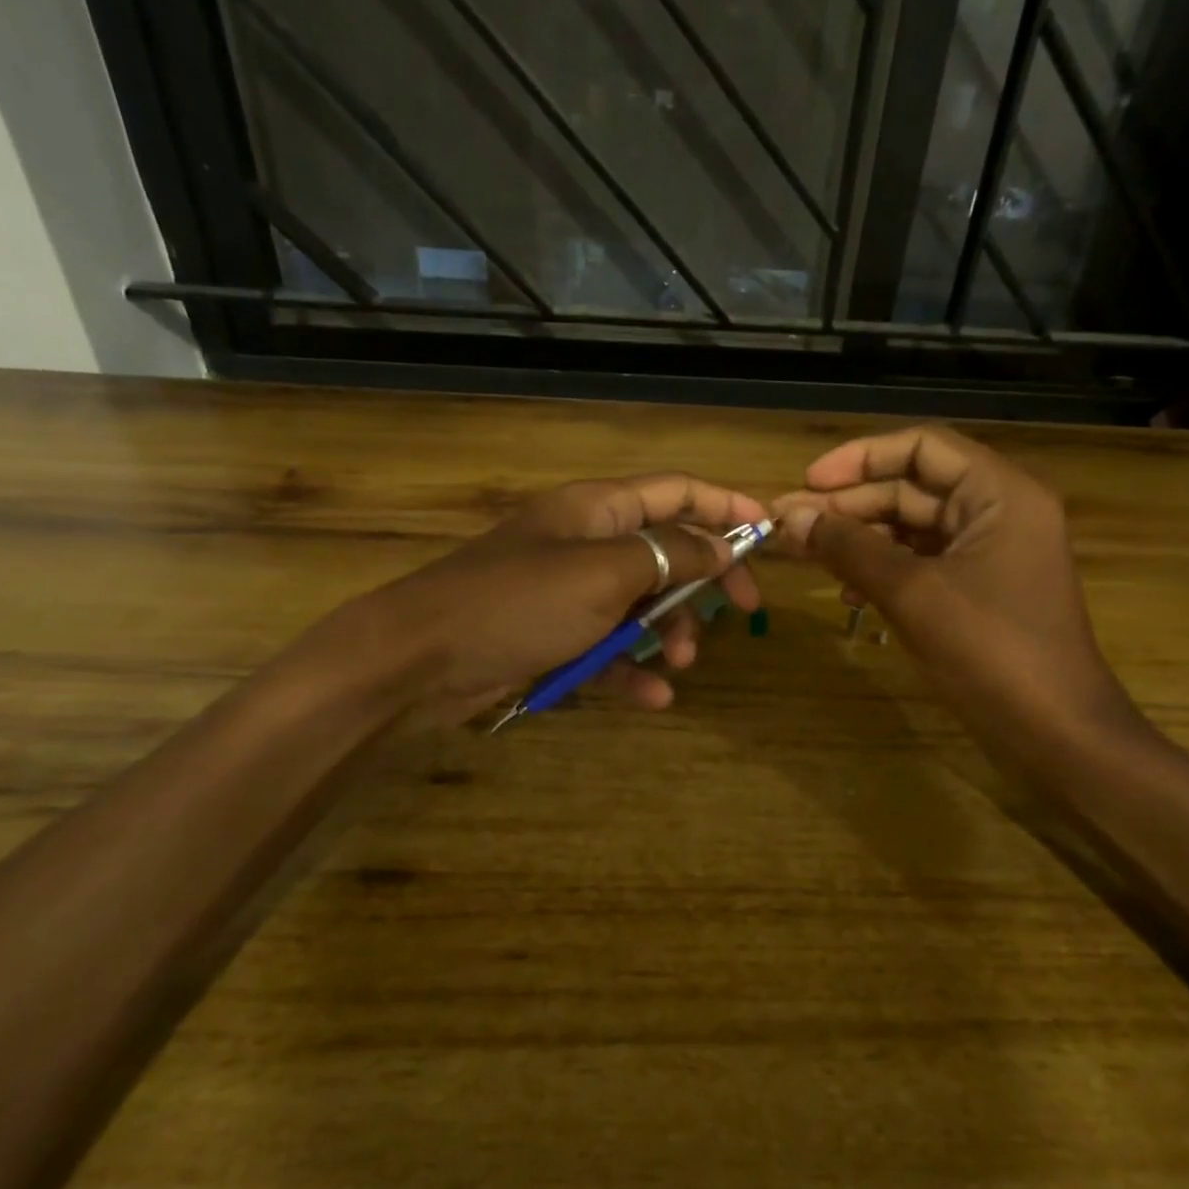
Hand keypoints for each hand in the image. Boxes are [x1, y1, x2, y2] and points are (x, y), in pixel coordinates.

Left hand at [322, 474, 765, 724]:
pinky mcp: (554, 637)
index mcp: (598, 509)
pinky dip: (631, 669)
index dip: (726, 506)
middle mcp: (587, 542)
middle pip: (666, 550)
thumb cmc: (518, 602)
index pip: (676, 491)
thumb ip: (669, 555)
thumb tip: (722, 545)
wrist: (419, 659)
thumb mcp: (604, 573)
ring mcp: (569, 592)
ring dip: (669, 632)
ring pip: (641, 604)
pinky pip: (607, 648)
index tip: (769, 534)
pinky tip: (653, 697)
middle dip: (705, 580)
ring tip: (683, 663)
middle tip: (742, 611)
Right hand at [774, 426, 1135, 741]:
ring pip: (912, 527)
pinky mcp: (979, 590)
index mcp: (999, 493)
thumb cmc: (991, 652)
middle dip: (850, 505)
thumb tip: (792, 518)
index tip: (809, 482)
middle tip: (791, 525)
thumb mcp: (913, 593)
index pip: (922, 446)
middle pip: (912, 487)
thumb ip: (851, 548)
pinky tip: (848, 595)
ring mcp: (990, 553)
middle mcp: (998, 511)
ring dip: (860, 539)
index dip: (860, 457)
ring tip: (807, 556)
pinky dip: (883, 571)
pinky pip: (922, 563)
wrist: (1056, 734)